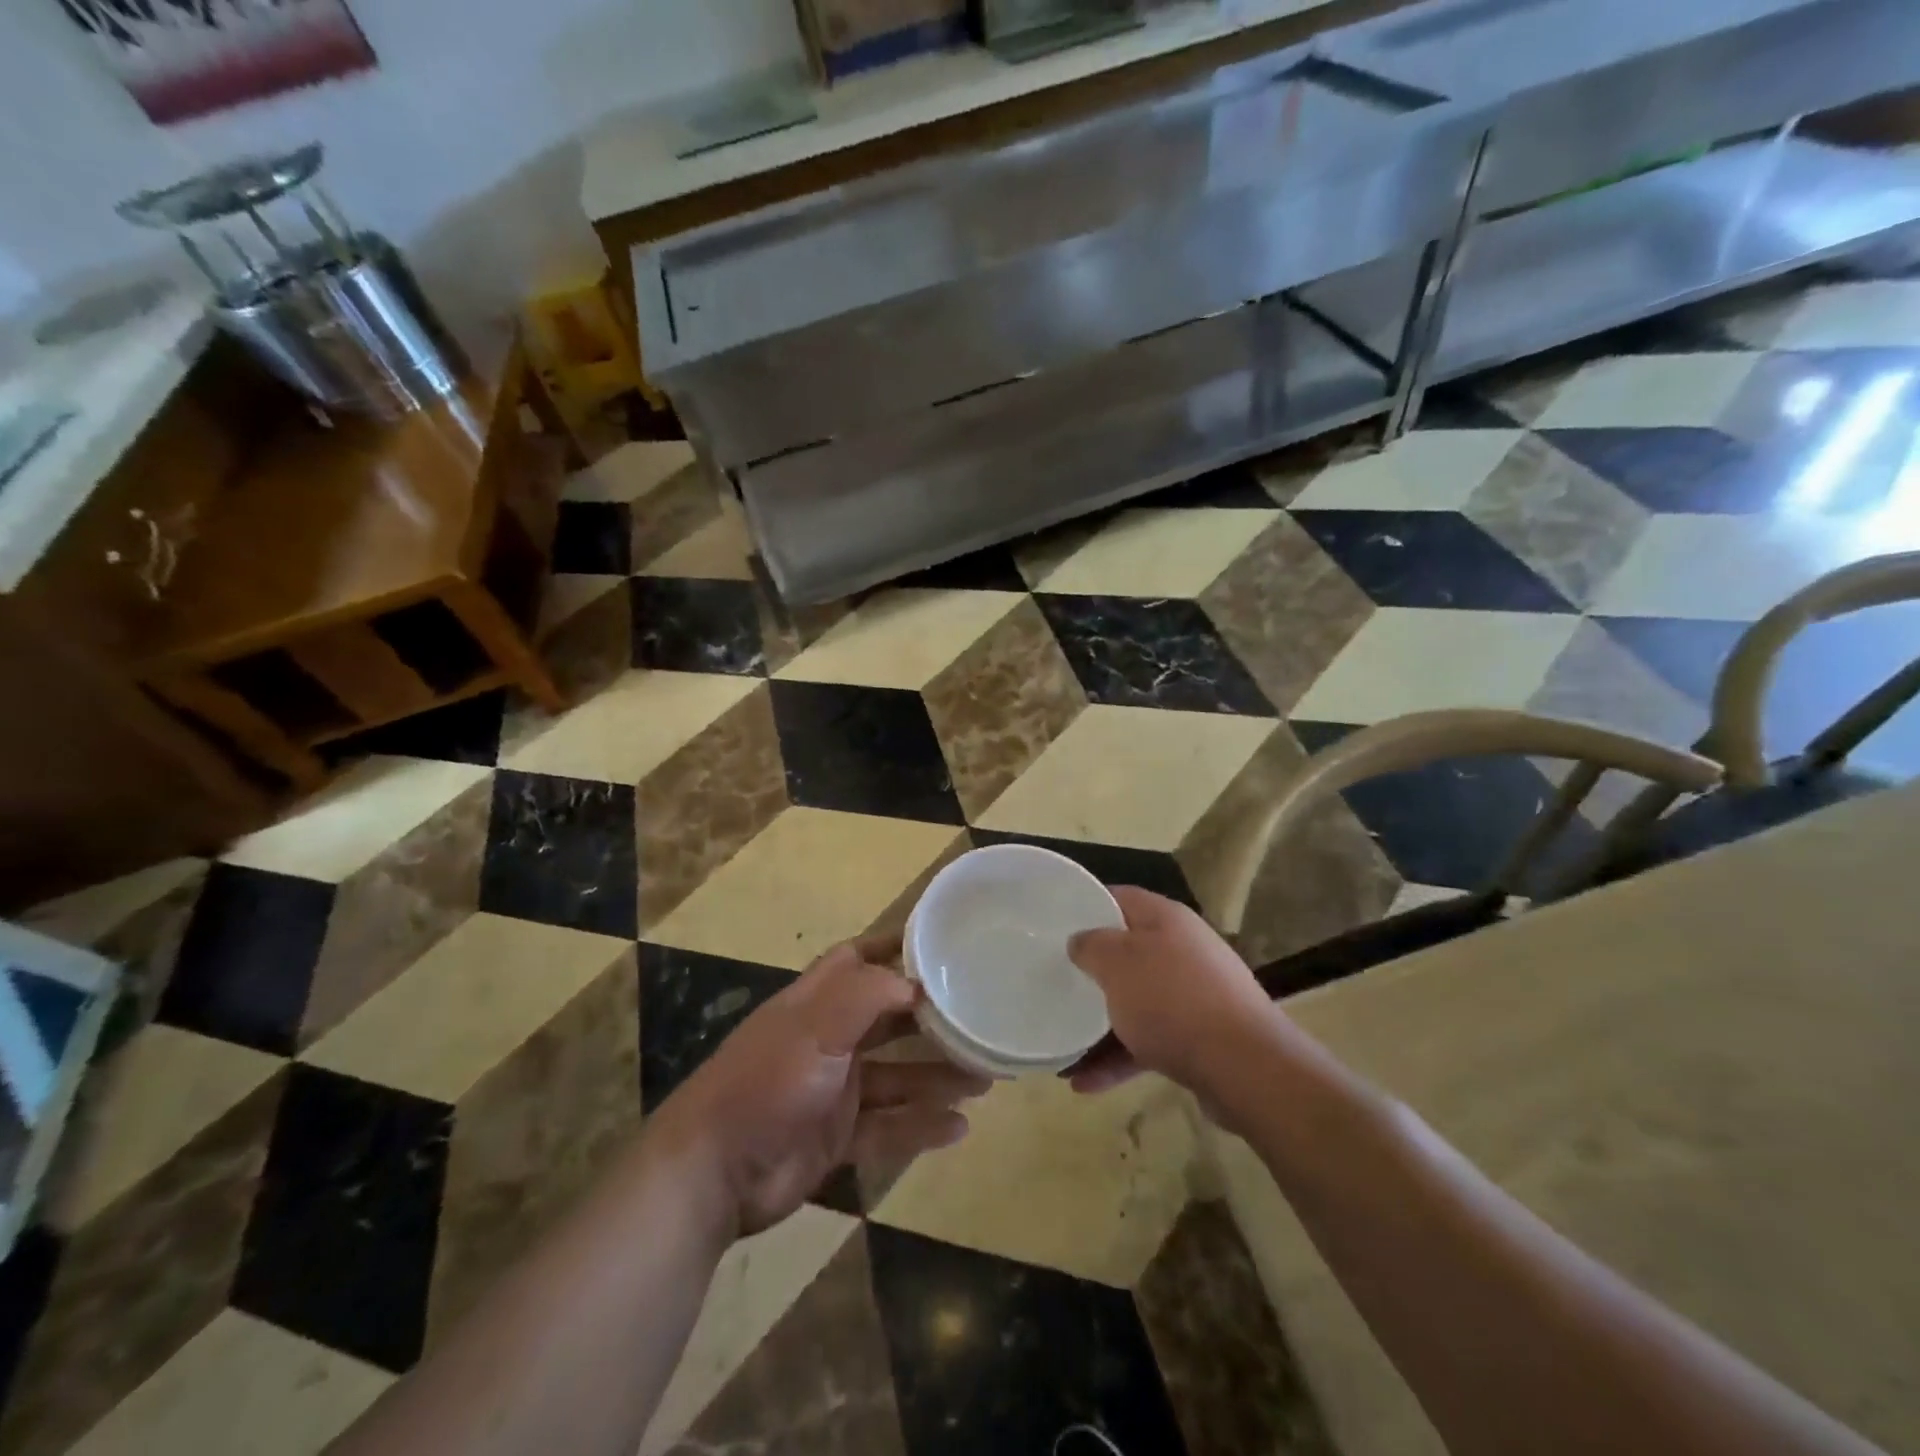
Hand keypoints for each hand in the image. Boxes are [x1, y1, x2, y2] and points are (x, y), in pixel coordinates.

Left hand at [653, 933, 989, 1237]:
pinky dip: (921, 1126)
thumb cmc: (766, 1083)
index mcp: (815, 1004)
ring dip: (936, 1077)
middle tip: (979, 1019)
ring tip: (986, 1077)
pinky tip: (959, 1128)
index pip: (856, 960)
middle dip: (930, 1020)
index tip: (940, 943)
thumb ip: (865, 997)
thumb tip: (915, 982)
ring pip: (896, 1077)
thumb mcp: (816, 1028)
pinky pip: (889, 1128)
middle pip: (887, 1021)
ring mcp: (832, 1092)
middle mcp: (827, 1041)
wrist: (711, 1175)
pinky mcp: (836, 1138)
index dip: (893, 948)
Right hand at [1066, 887, 1277, 1096]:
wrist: (1246, 1067)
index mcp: (1166, 919)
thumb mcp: (1118, 962)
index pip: (1119, 898)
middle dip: (1091, 970)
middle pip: (1128, 952)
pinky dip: (1119, 1058)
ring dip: (1099, 1024)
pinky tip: (1085, 1083)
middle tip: (1055, 981)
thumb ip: (1091, 945)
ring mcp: (1195, 996)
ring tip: (1063, 1048)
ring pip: (1136, 1001)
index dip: (1086, 905)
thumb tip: (1080, 941)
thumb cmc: (1172, 1000)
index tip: (1053, 923)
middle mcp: (1183, 950)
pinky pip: (1149, 1041)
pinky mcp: (1200, 1038)